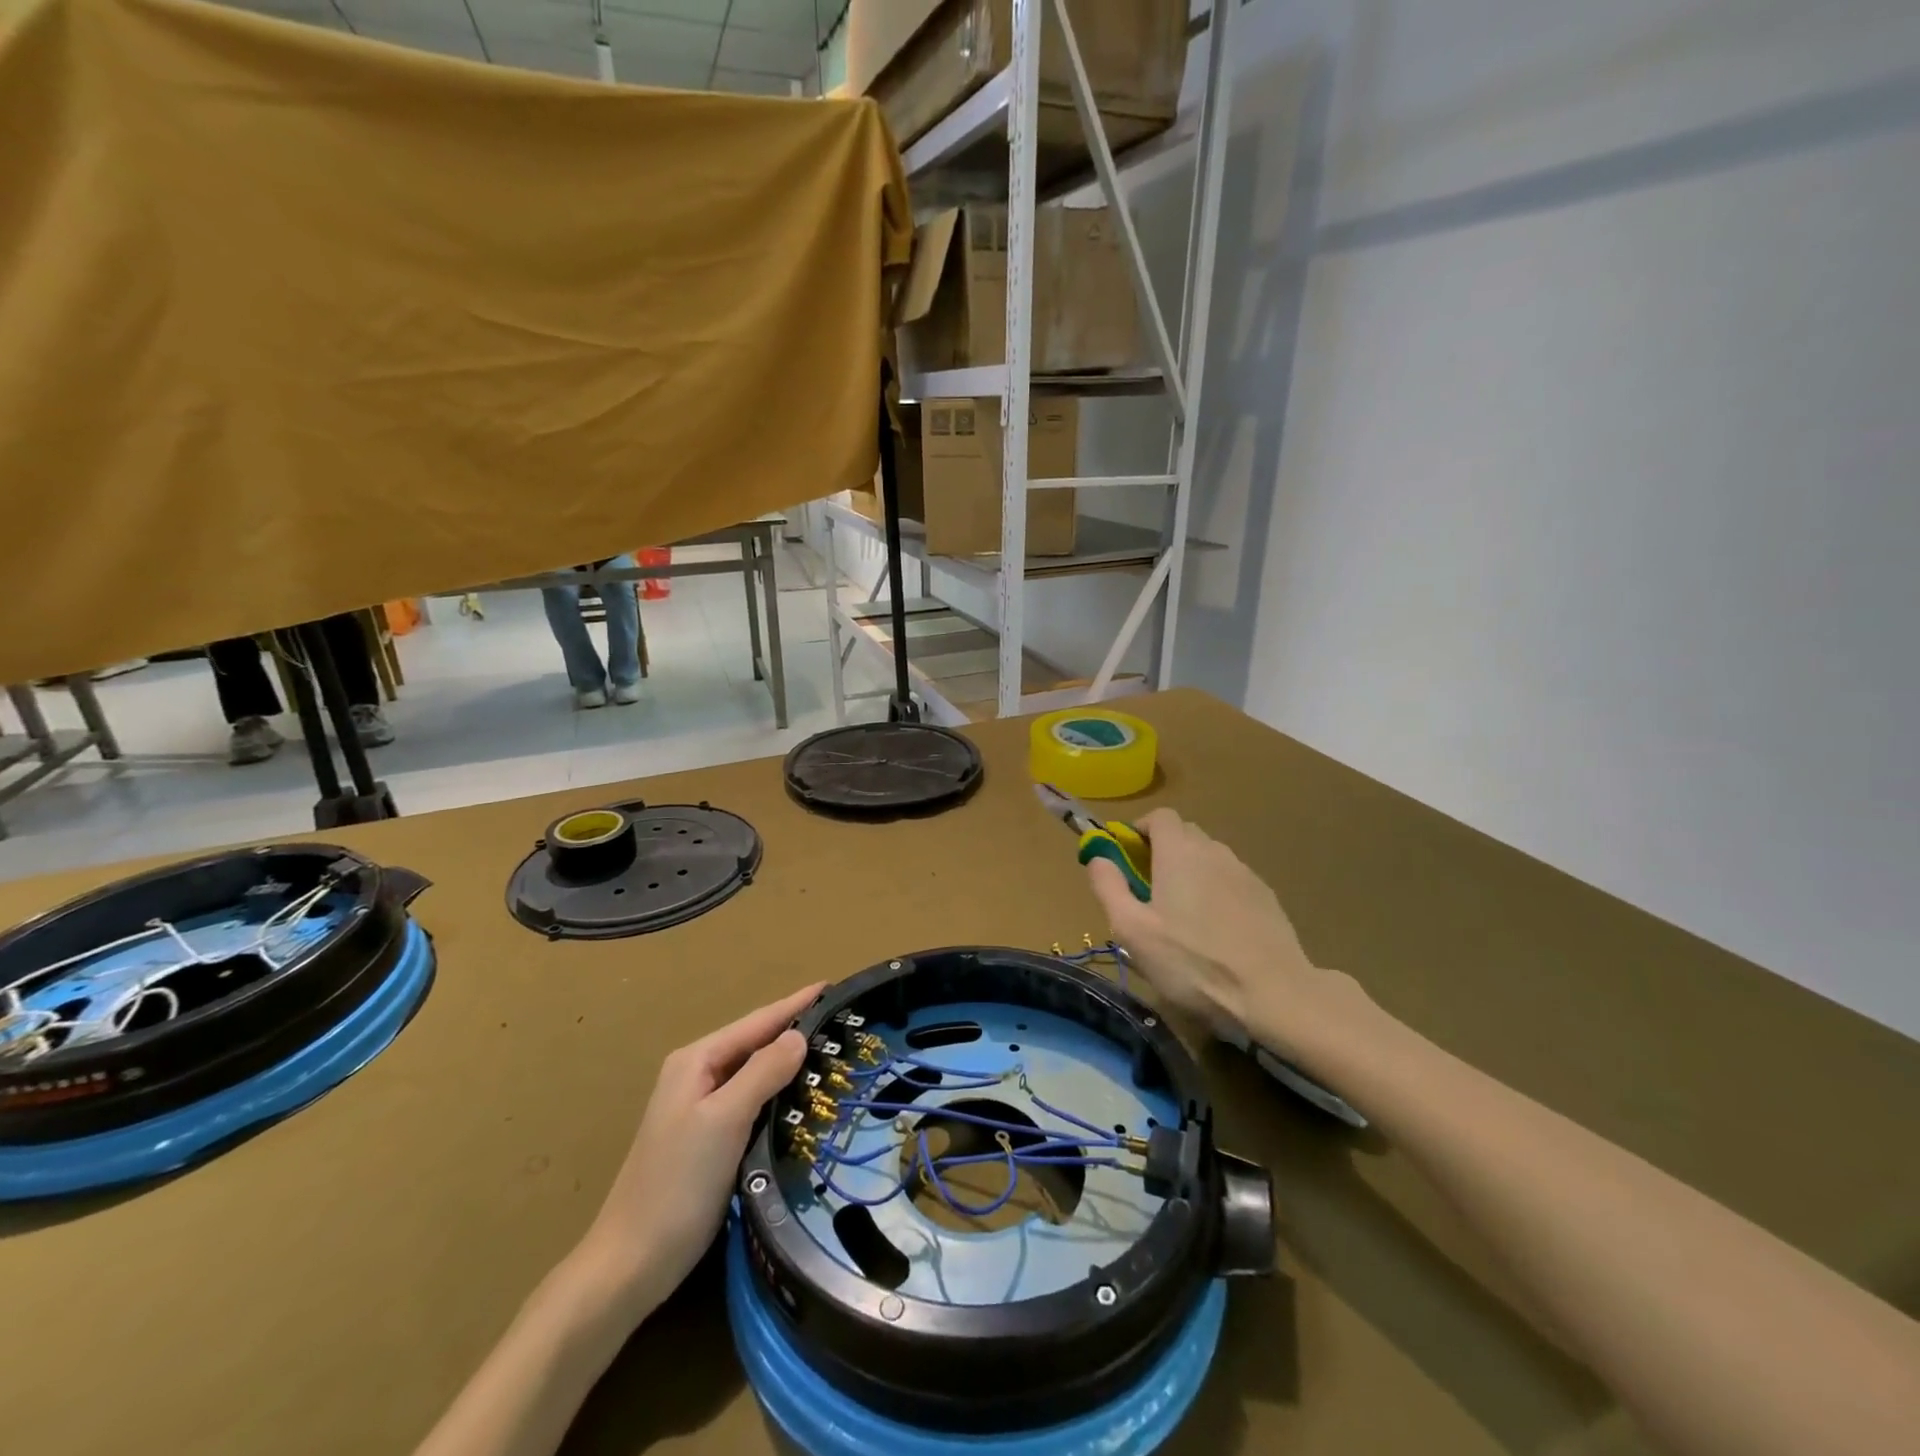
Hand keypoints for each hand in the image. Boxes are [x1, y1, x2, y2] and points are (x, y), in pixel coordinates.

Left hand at [572, 983, 820, 1309]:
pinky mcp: (708, 1140)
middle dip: (795, 1031)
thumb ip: (763, 1072)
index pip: (757, 1022)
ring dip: (789, 1063)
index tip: (832, 986)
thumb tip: (799, 1035)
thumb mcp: (724, 1120)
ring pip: (755, 1074)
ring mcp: (700, 1109)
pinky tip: (802, 1099)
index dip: (795, 1004)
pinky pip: (752, 1102)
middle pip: (755, 1044)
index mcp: (696, 1061)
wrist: (630, 1266)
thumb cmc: (677, 1185)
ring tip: (832, 1053)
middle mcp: (696, 1076)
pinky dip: (778, 1094)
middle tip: (842, 1022)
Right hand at [1087, 809, 1370, 1062]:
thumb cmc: (1192, 962)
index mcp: (1180, 852)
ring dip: (1190, 871)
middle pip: (1184, 834)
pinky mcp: (1266, 897)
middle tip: (1148, 889)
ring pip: (1209, 857)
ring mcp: (1245, 872)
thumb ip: (1108, 886)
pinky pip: (1231, 880)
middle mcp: (1214, 851)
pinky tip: (1215, 929)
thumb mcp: (1132, 930)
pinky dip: (1216, 890)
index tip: (1127, 857)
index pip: (1159, 816)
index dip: (1139, 830)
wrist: (1273, 993)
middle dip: (1162, 850)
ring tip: (1181, 914)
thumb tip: (1098, 856)